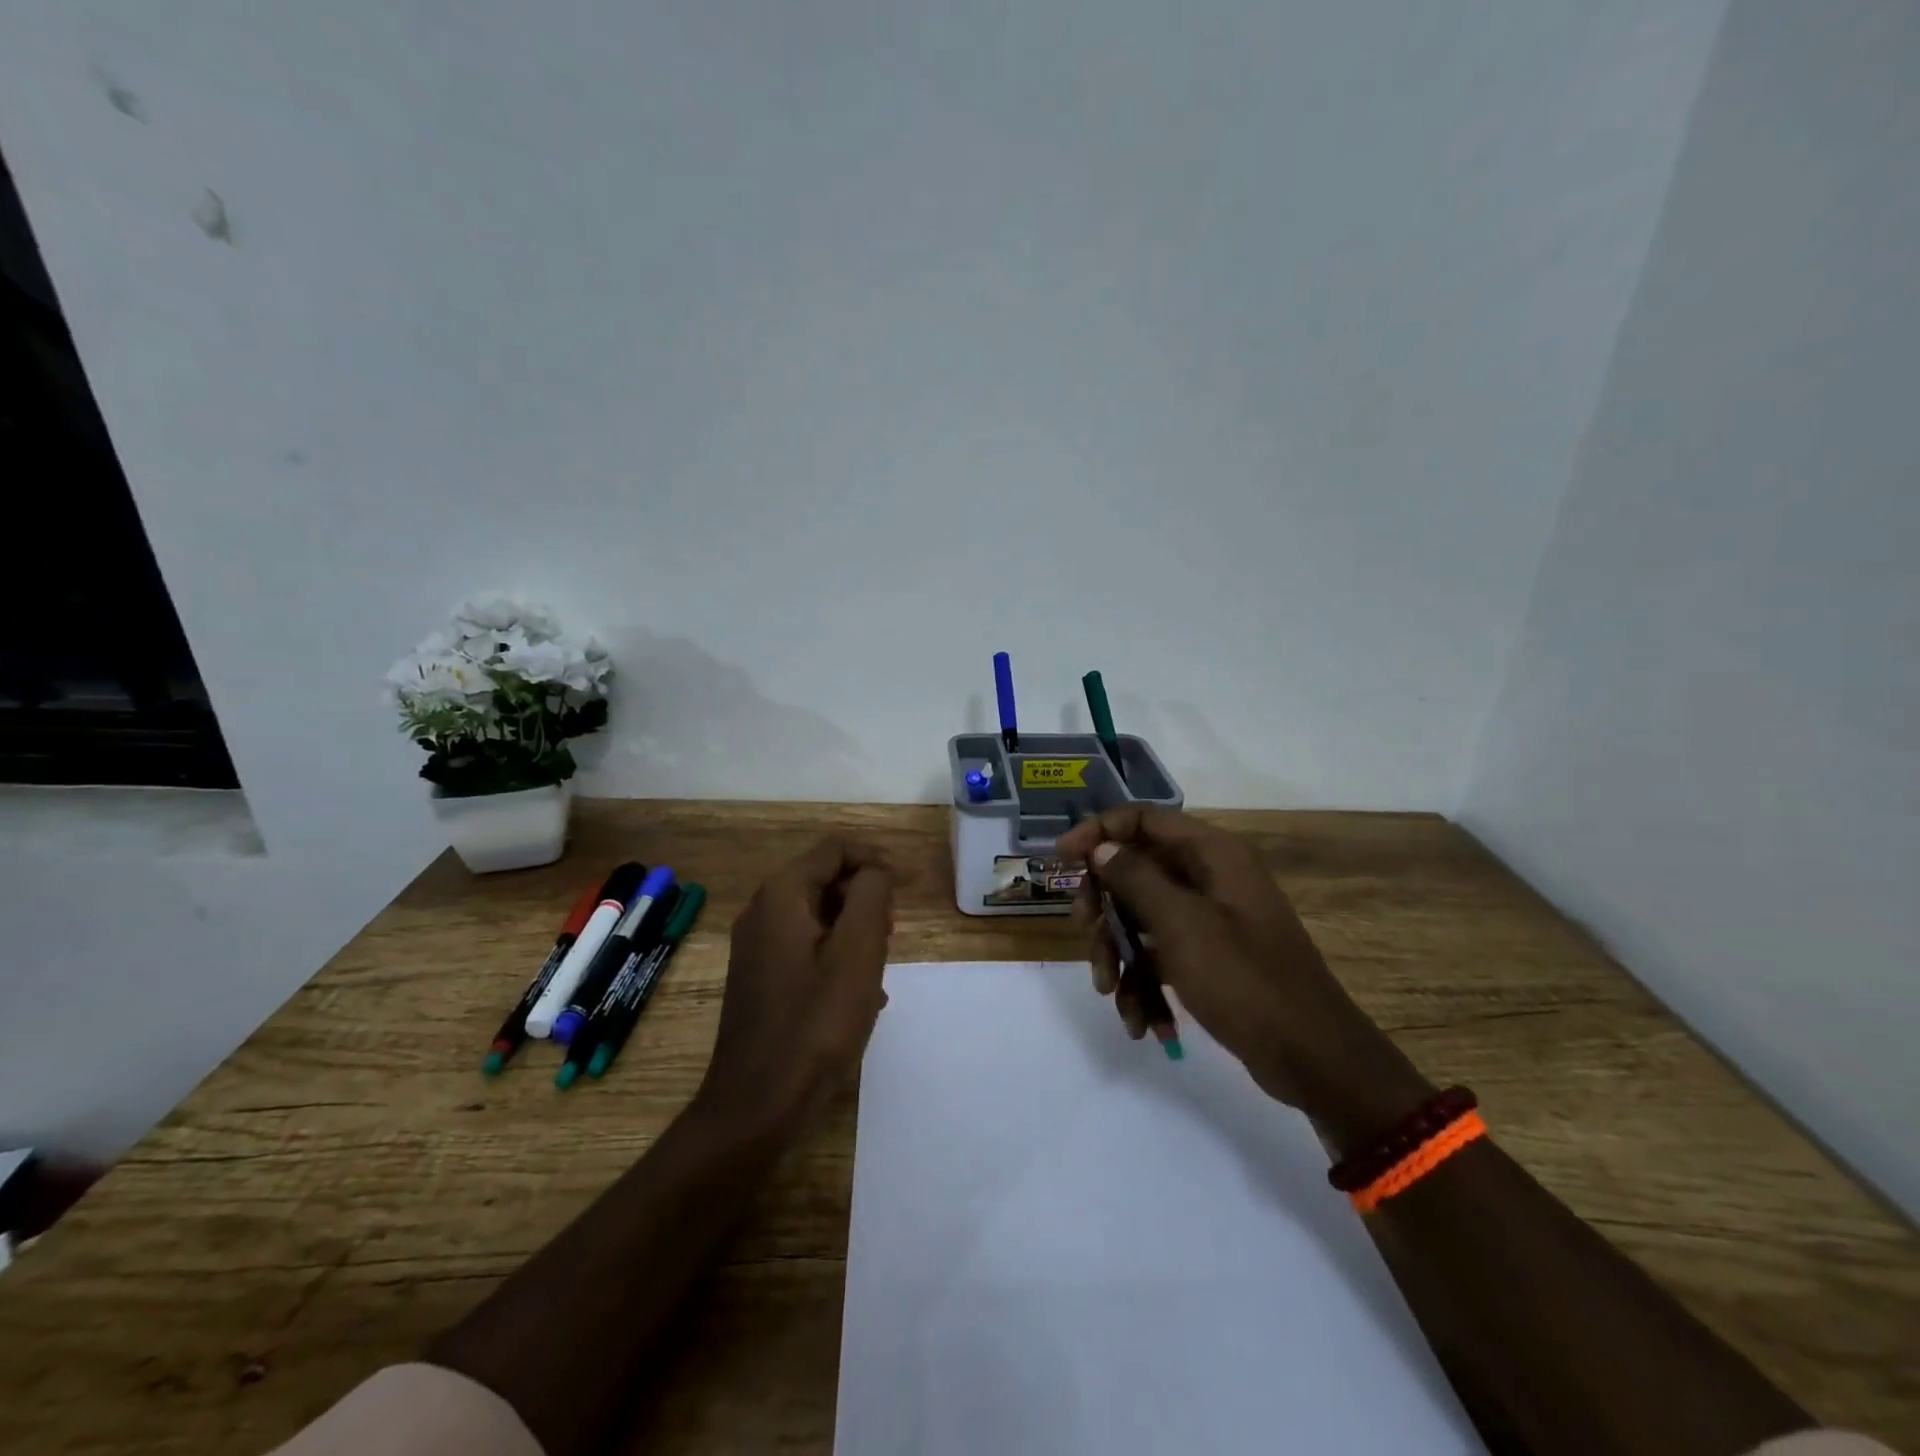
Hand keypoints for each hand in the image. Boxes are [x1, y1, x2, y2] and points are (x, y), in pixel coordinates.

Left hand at [694, 837, 895, 1138]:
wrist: (757, 1105)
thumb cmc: (815, 1022)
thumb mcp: (858, 951)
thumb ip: (871, 895)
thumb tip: (875, 871)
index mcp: (781, 895)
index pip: (835, 850)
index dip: (875, 861)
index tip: (905, 893)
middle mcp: (761, 911)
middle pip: (825, 880)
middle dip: (864, 899)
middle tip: (890, 938)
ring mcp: (755, 947)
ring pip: (818, 916)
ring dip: (853, 932)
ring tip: (877, 971)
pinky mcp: (758, 978)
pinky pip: (805, 948)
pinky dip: (835, 957)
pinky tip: (857, 996)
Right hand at [1056, 807, 1430, 1146]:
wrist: (1311, 1058)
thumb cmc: (1244, 979)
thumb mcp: (1181, 924)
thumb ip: (1135, 878)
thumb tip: (1100, 848)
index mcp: (1211, 855)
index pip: (1142, 820)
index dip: (1097, 833)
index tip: (1061, 860)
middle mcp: (1209, 878)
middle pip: (1135, 871)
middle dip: (1105, 906)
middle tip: (1086, 932)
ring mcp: (1209, 919)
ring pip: (1142, 919)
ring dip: (1120, 955)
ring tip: (1113, 995)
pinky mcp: (1209, 957)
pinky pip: (1160, 955)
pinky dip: (1145, 984)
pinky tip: (1143, 1023)